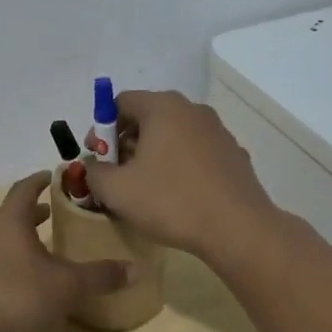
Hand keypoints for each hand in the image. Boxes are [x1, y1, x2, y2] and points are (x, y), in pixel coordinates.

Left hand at [0, 172, 128, 331]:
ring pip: (0, 239)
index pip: (24, 189)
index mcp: (9, 222)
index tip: (53, 175)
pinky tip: (24, 281)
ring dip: (20, 238)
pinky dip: (9, 261)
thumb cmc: (17, 299)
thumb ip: (100, 276)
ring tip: (43, 247)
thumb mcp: (67, 287)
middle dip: (33, 212)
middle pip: (10, 214)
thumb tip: (136, 269)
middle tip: (55, 213)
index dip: (39, 180)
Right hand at [81, 91, 277, 260]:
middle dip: (126, 142)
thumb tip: (94, 167)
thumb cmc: (171, 201)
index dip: (101, 128)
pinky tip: (177, 196)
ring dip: (153, 154)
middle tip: (117, 174)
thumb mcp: (116, 190)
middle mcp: (192, 110)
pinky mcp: (233, 154)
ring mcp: (217, 131)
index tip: (97, 158)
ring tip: (146, 188)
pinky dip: (180, 165)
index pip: (120, 102)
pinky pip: (195, 152)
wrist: (238, 228)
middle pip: (148, 117)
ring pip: (173, 135)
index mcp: (162, 107)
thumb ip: (94, 172)